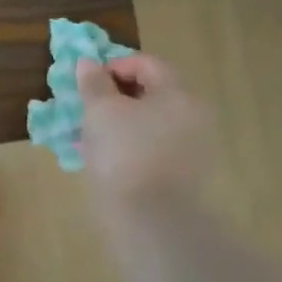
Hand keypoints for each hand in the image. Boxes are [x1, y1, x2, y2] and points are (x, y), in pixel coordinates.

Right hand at [76, 54, 213, 213]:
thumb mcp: (99, 112)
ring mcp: (194, 147)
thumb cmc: (124, 153)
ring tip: (91, 138)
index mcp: (178, 93)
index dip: (114, 66)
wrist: (151, 218)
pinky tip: (107, 161)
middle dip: (117, 97)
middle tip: (87, 109)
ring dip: (122, 123)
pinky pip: (154, 148)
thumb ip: (94, 84)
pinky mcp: (186, 175)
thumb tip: (88, 63)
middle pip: (153, 93)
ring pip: (151, 123)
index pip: (147, 64)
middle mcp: (194, 115)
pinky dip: (131, 146)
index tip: (88, 82)